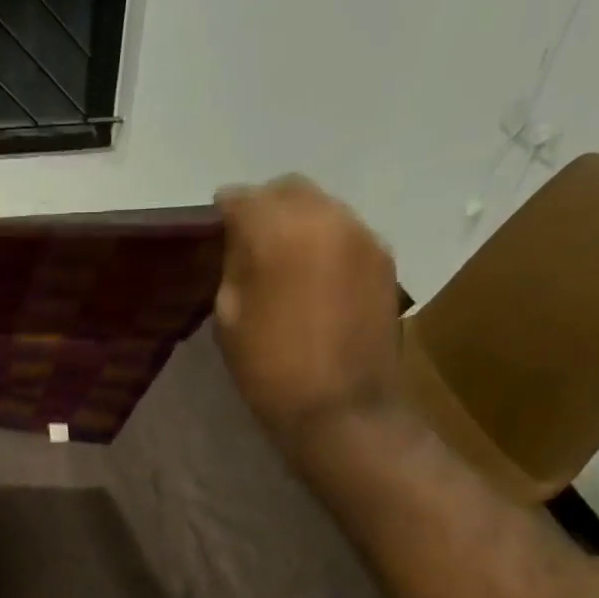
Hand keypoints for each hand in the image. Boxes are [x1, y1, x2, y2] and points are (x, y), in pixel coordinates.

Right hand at [213, 176, 402, 451]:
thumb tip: (241, 243)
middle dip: (265, 206)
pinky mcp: (384, 258)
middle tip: (248, 238)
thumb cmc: (270, 369)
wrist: (341, 408)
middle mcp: (326, 216)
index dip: (224, 209)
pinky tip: (314, 274)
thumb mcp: (229, 318)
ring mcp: (362, 235)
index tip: (214, 225)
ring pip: (322, 206)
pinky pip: (345, 232)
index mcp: (278, 230)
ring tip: (283, 257)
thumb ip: (233, 266)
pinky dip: (324, 241)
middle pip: (288, 189)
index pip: (243, 197)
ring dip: (298, 221)